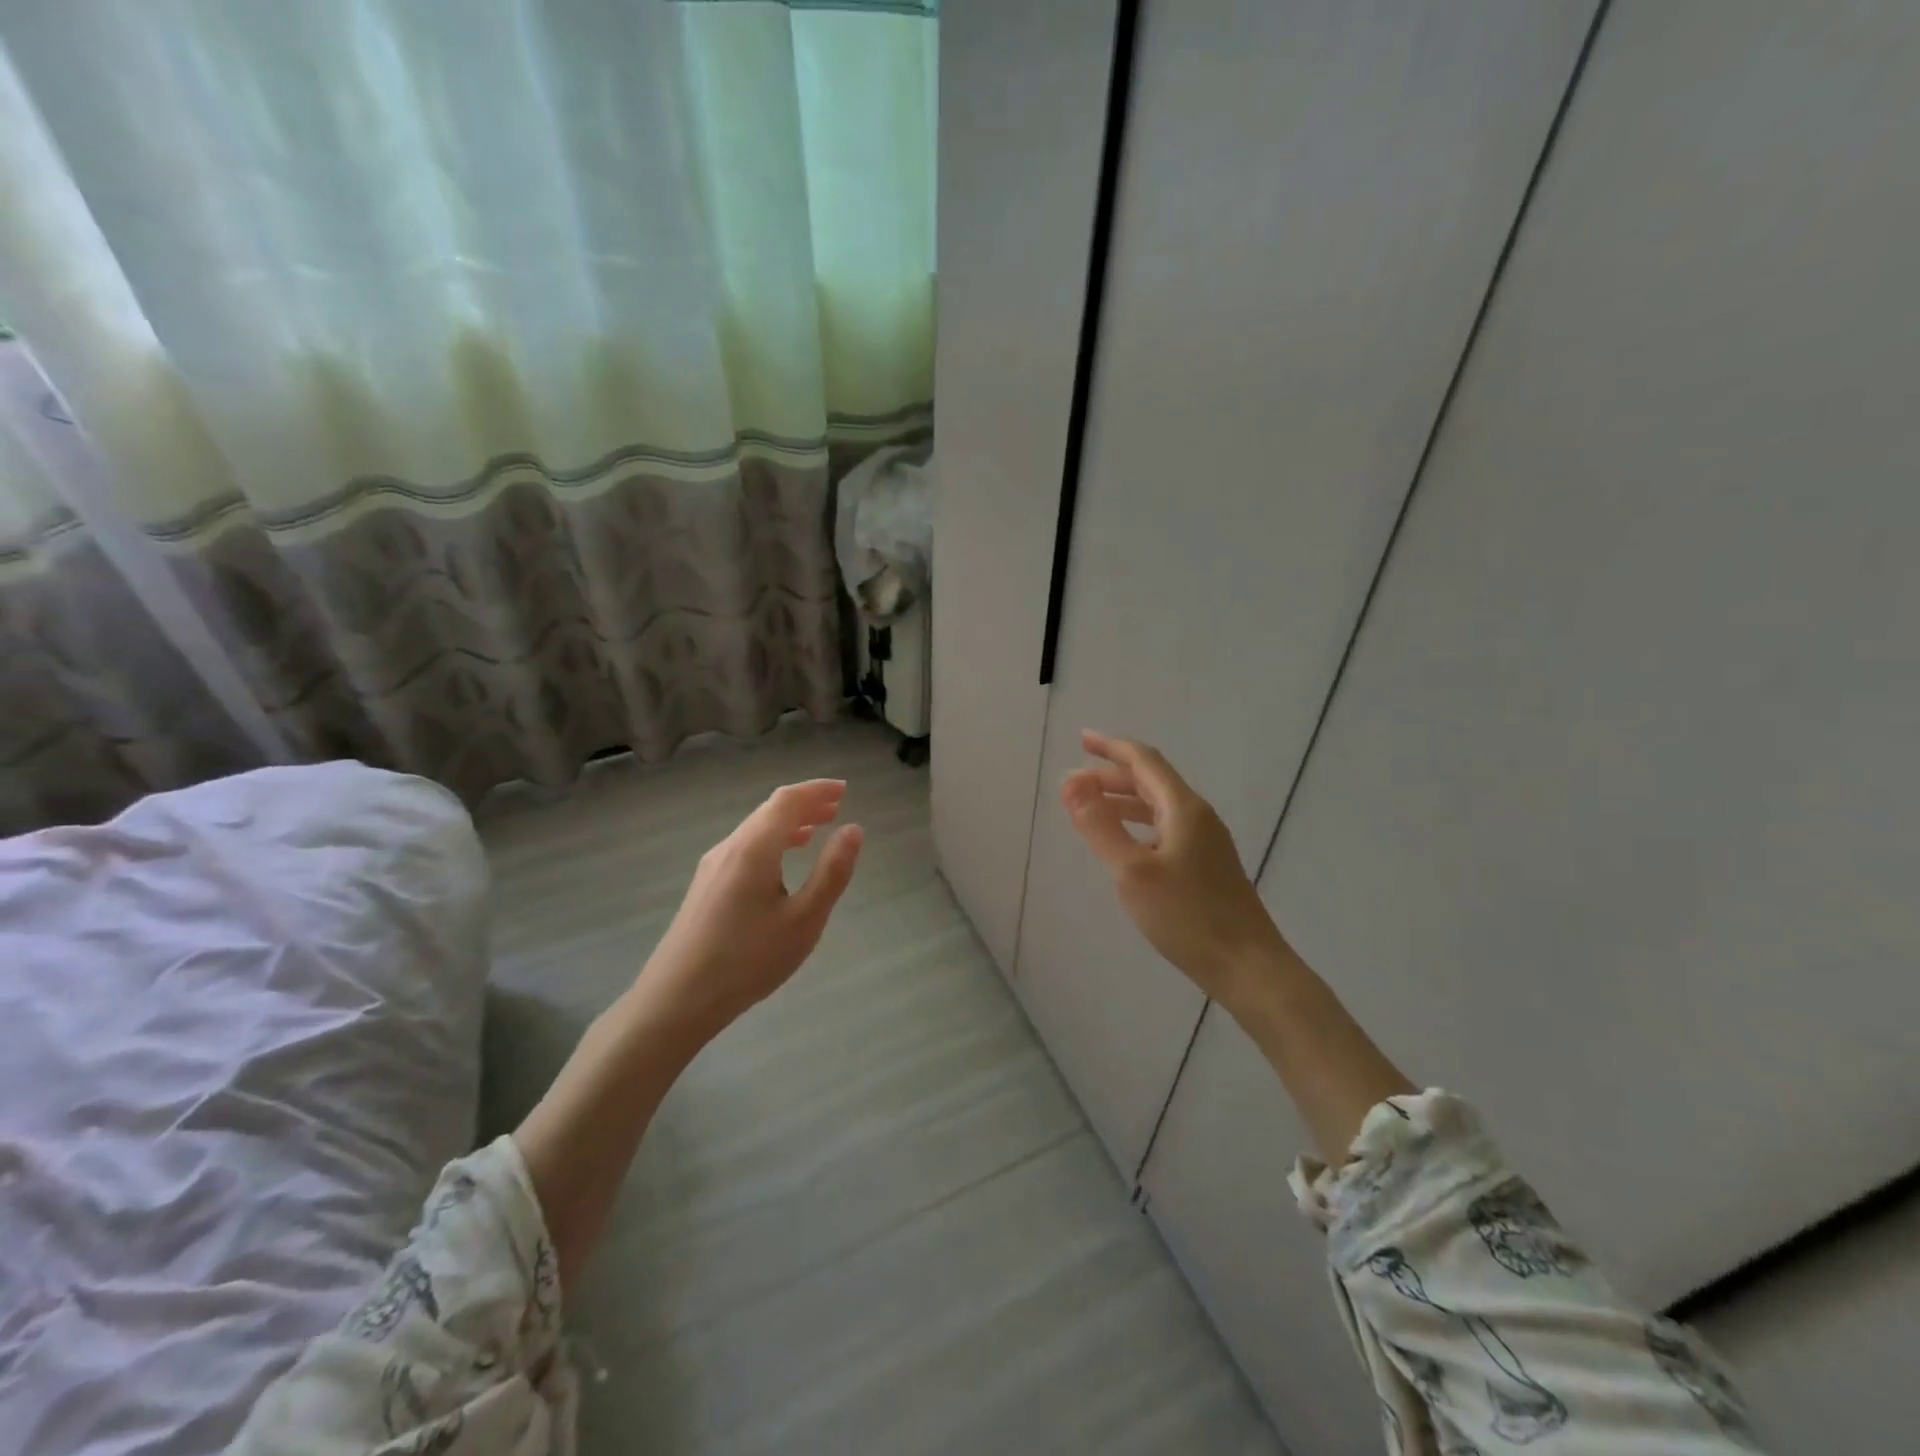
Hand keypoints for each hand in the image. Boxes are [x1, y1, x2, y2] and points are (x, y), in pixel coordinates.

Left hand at [640, 779, 863, 1035]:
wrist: (677, 1000)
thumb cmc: (748, 960)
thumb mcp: (804, 920)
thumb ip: (831, 872)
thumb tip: (853, 829)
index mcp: (754, 849)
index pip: (788, 800)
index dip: (817, 790)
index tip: (844, 789)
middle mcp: (730, 848)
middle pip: (769, 810)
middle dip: (804, 804)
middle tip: (836, 806)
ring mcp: (712, 866)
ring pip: (754, 829)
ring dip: (787, 823)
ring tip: (816, 831)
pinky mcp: (705, 886)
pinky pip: (744, 847)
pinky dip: (771, 841)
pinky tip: (781, 862)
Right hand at [1061, 730, 1286, 1008]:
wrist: (1248, 966)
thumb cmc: (1188, 917)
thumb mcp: (1132, 872)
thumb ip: (1099, 826)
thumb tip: (1070, 783)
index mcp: (1183, 809)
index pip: (1144, 761)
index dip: (1111, 747)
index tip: (1081, 739)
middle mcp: (1197, 817)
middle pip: (1151, 782)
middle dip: (1111, 776)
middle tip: (1074, 784)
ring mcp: (1206, 842)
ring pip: (1158, 807)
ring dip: (1123, 801)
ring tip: (1091, 808)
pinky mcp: (1206, 866)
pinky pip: (1165, 829)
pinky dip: (1138, 824)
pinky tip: (1126, 844)